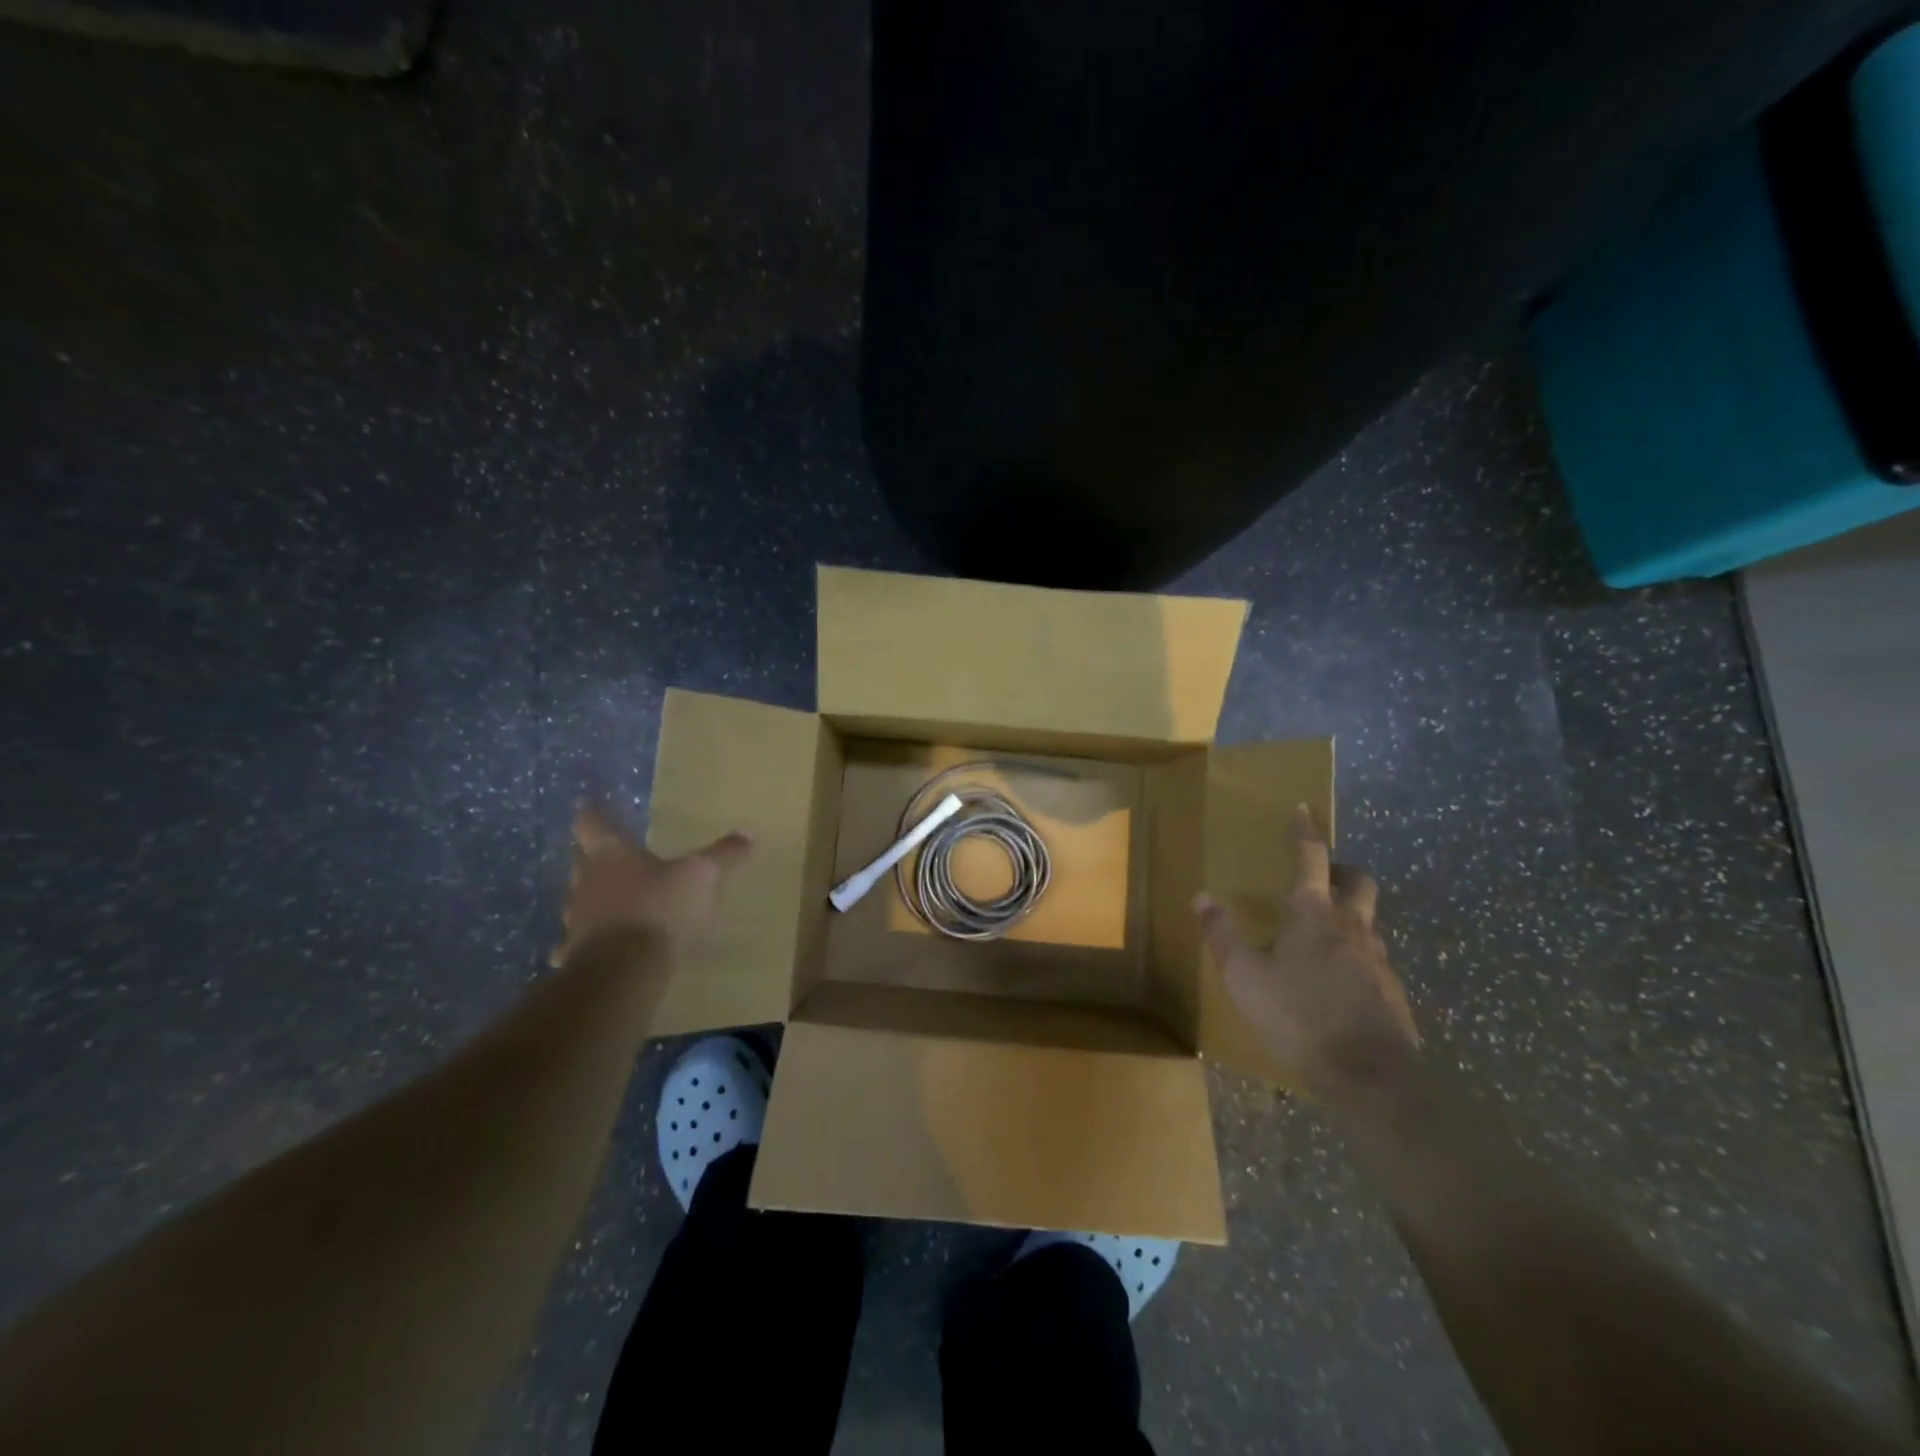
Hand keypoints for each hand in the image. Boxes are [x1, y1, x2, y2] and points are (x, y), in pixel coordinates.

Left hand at [556, 806, 751, 959]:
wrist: (624, 970)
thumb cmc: (659, 907)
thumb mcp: (701, 876)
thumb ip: (722, 855)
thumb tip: (749, 833)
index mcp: (610, 855)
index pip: (591, 824)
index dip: (592, 814)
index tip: (590, 806)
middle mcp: (586, 882)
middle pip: (582, 862)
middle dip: (594, 859)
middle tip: (612, 857)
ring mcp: (576, 919)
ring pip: (581, 902)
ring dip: (595, 900)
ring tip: (616, 903)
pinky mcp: (576, 954)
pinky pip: (581, 941)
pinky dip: (592, 941)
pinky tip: (608, 946)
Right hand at [1194, 807, 1418, 1103]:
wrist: (1370, 1076)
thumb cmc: (1297, 1015)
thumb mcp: (1243, 976)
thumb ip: (1222, 935)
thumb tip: (1200, 896)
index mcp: (1312, 913)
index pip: (1310, 857)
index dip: (1304, 831)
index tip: (1303, 808)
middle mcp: (1350, 926)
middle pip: (1357, 881)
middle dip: (1341, 870)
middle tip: (1322, 876)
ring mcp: (1377, 959)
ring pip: (1368, 921)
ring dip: (1350, 915)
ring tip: (1325, 934)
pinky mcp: (1392, 992)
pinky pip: (1373, 959)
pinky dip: (1357, 955)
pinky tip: (1339, 981)